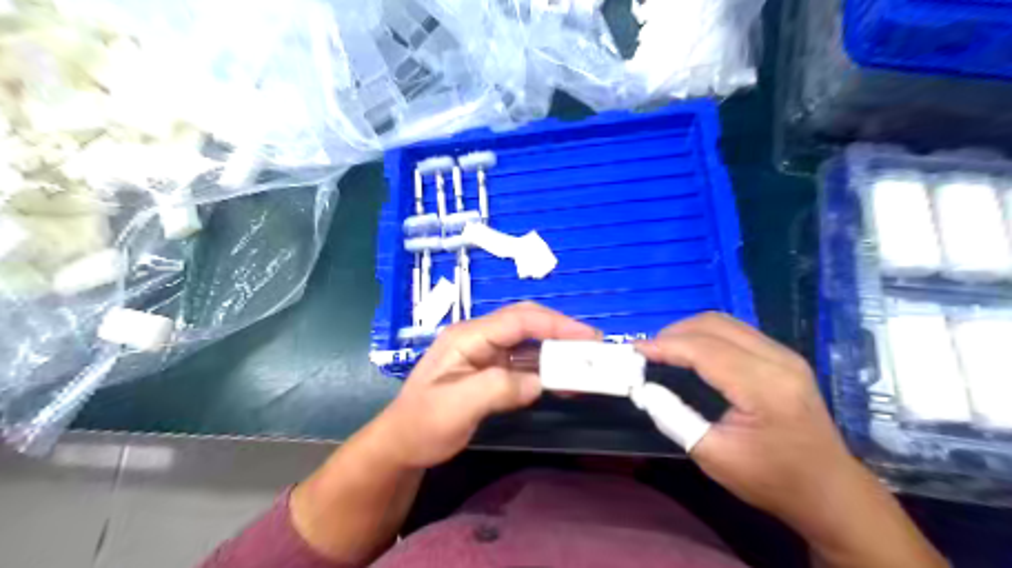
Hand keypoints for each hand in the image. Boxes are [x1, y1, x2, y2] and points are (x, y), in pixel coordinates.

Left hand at [371, 305, 594, 468]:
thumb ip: (498, 389)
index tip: (587, 336)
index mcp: (468, 337)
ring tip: (586, 365)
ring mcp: (486, 353)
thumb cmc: (423, 424)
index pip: (517, 320)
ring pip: (529, 342)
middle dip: (561, 331)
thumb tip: (539, 382)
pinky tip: (564, 380)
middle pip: (527, 324)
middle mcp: (479, 338)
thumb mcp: (456, 407)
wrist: (402, 443)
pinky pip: (525, 362)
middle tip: (594, 347)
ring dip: (557, 351)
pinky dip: (547, 368)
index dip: (555, 324)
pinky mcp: (492, 370)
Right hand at [630, 316, 949, 567]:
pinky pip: (737, 331)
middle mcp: (779, 360)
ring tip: (664, 349)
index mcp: (765, 387)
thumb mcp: (713, 456)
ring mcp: (785, 355)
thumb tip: (643, 389)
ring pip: (726, 322)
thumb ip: (673, 417)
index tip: (634, 350)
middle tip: (647, 352)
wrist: (829, 490)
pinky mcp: (785, 357)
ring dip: (690, 330)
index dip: (665, 345)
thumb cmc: (771, 479)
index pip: (704, 349)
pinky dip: (706, 335)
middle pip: (714, 325)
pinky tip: (692, 351)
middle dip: (674, 332)